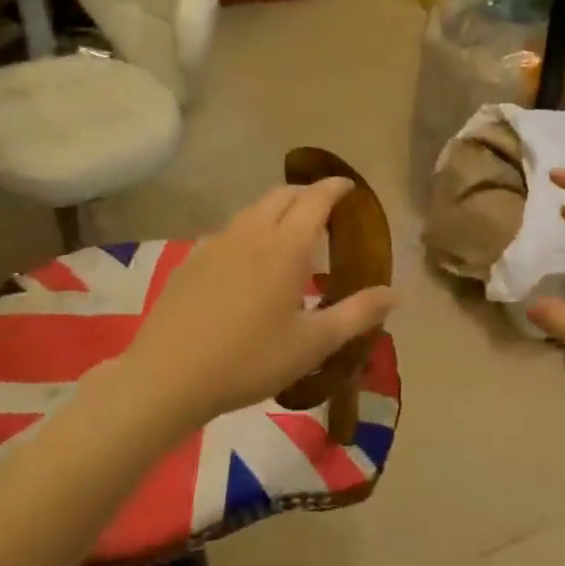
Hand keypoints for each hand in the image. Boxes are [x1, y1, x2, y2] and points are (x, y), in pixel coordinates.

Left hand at [105, 180, 397, 430]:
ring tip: (291, 233)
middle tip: (325, 210)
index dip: (335, 188)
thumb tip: (397, 294)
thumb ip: (358, 314)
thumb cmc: (250, 360)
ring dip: (277, 209)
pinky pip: (230, 230)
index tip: (349, 187)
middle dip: (307, 193)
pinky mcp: (191, 260)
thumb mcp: (313, 343)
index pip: (315, 199)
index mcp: (285, 247)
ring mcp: (216, 243)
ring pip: (253, 209)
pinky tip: (249, 260)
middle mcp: (251, 233)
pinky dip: (250, 230)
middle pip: (282, 194)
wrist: (167, 377)